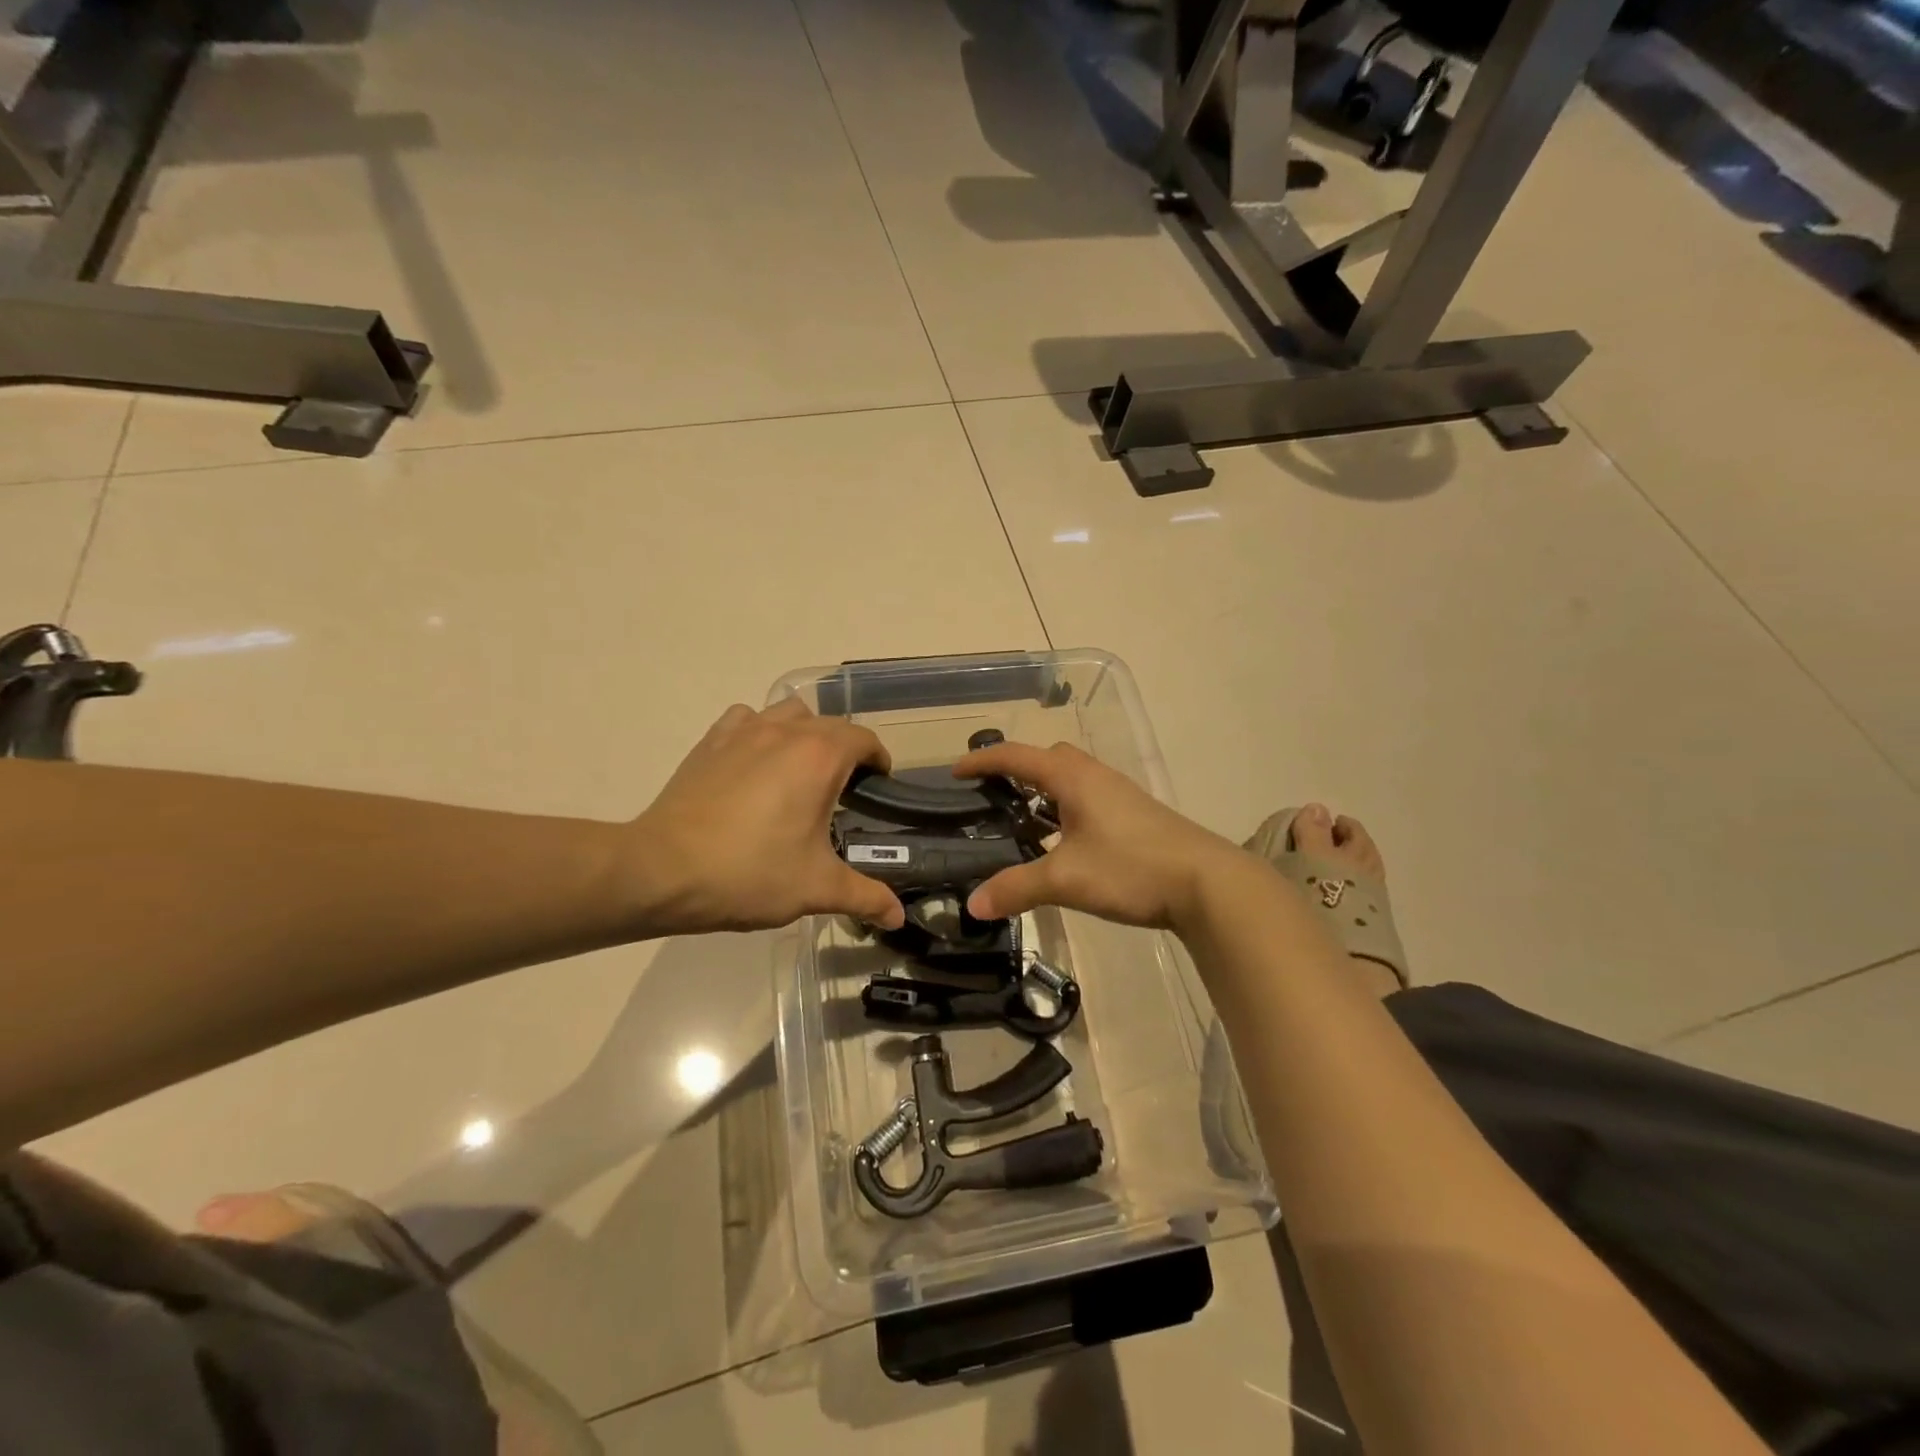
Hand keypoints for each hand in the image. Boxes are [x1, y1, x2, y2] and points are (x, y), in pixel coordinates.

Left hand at [625, 699, 905, 934]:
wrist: (662, 871)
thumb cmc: (750, 874)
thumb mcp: (816, 889)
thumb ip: (865, 896)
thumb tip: (899, 916)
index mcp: (820, 757)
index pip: (864, 740)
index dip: (878, 761)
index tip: (878, 787)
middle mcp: (786, 732)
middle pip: (831, 724)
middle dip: (845, 749)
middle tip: (843, 790)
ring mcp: (744, 731)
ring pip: (789, 714)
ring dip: (805, 733)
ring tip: (800, 770)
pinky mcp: (711, 741)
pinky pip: (747, 719)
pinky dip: (761, 731)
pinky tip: (756, 762)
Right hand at [953, 741, 1242, 931]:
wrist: (1207, 883)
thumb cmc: (1131, 868)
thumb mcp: (1066, 879)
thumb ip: (1017, 888)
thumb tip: (973, 905)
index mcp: (1073, 778)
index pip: (1017, 756)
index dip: (983, 761)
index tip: (955, 770)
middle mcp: (1095, 776)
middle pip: (1048, 758)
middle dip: (1016, 769)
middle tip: (991, 794)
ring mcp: (1119, 794)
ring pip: (1071, 779)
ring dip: (1043, 790)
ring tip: (1021, 820)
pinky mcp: (1135, 815)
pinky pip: (1087, 798)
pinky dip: (1064, 808)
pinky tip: (1062, 842)